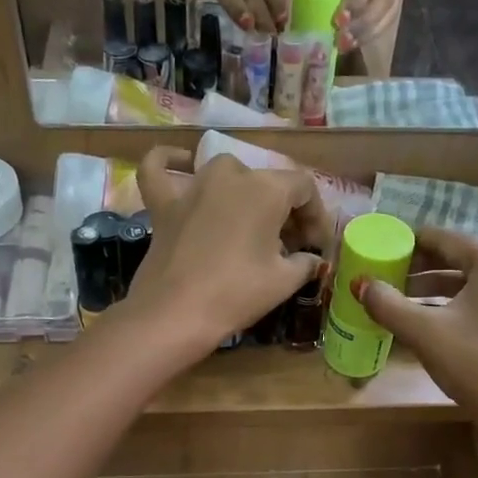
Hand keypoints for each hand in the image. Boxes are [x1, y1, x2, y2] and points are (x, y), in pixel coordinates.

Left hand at [128, 147, 329, 354]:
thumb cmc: (236, 294)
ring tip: (251, 224)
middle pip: (267, 181)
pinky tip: (182, 164)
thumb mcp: (284, 282)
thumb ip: (306, 263)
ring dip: (244, 191)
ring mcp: (193, 186)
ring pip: (226, 173)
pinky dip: (170, 162)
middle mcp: (230, 175)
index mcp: (266, 189)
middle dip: (284, 210)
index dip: (316, 216)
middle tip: (289, 246)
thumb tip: (313, 259)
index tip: (316, 247)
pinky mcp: (163, 203)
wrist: (175, 314)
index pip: (304, 188)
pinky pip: (160, 169)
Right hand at [355, 228, 477, 439]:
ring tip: (404, 300)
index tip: (386, 247)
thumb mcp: (424, 333)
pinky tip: (434, 322)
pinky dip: (458, 305)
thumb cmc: (476, 365)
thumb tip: (361, 284)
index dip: (413, 242)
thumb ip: (388, 304)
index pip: (448, 239)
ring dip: (438, 289)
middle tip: (390, 275)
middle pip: (462, 259)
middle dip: (423, 268)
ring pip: (474, 283)